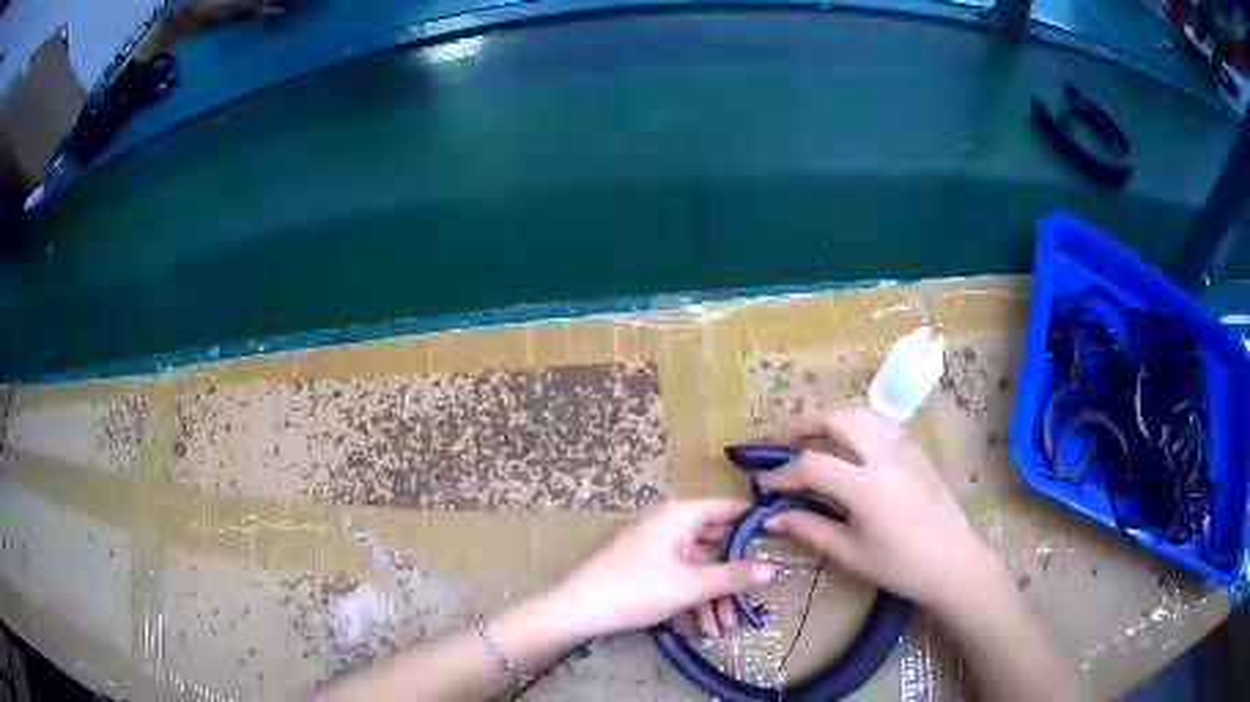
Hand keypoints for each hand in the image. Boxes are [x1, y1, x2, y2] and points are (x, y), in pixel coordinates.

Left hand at [551, 499, 777, 639]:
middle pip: (714, 545)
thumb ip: (733, 577)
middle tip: (751, 603)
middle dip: (732, 579)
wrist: (577, 610)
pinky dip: (692, 601)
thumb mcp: (691, 586)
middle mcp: (668, 524)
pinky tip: (702, 629)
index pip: (727, 508)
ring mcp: (655, 547)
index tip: (779, 540)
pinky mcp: (644, 568)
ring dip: (712, 598)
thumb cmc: (636, 588)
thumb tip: (773, 570)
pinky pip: (678, 578)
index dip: (753, 521)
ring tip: (722, 630)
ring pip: (697, 568)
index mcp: (679, 515)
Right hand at [758, 408, 1001, 613]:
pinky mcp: (917, 450)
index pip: (812, 465)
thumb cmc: (900, 566)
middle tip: (783, 442)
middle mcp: (885, 456)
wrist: (952, 561)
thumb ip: (810, 529)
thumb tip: (772, 517)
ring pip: (862, 413)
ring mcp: (905, 448)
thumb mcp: (850, 554)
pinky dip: (858, 423)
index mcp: (866, 487)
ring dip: (832, 418)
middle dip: (804, 425)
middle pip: (838, 419)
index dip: (782, 472)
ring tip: (813, 437)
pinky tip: (852, 442)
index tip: (764, 483)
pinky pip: (882, 422)